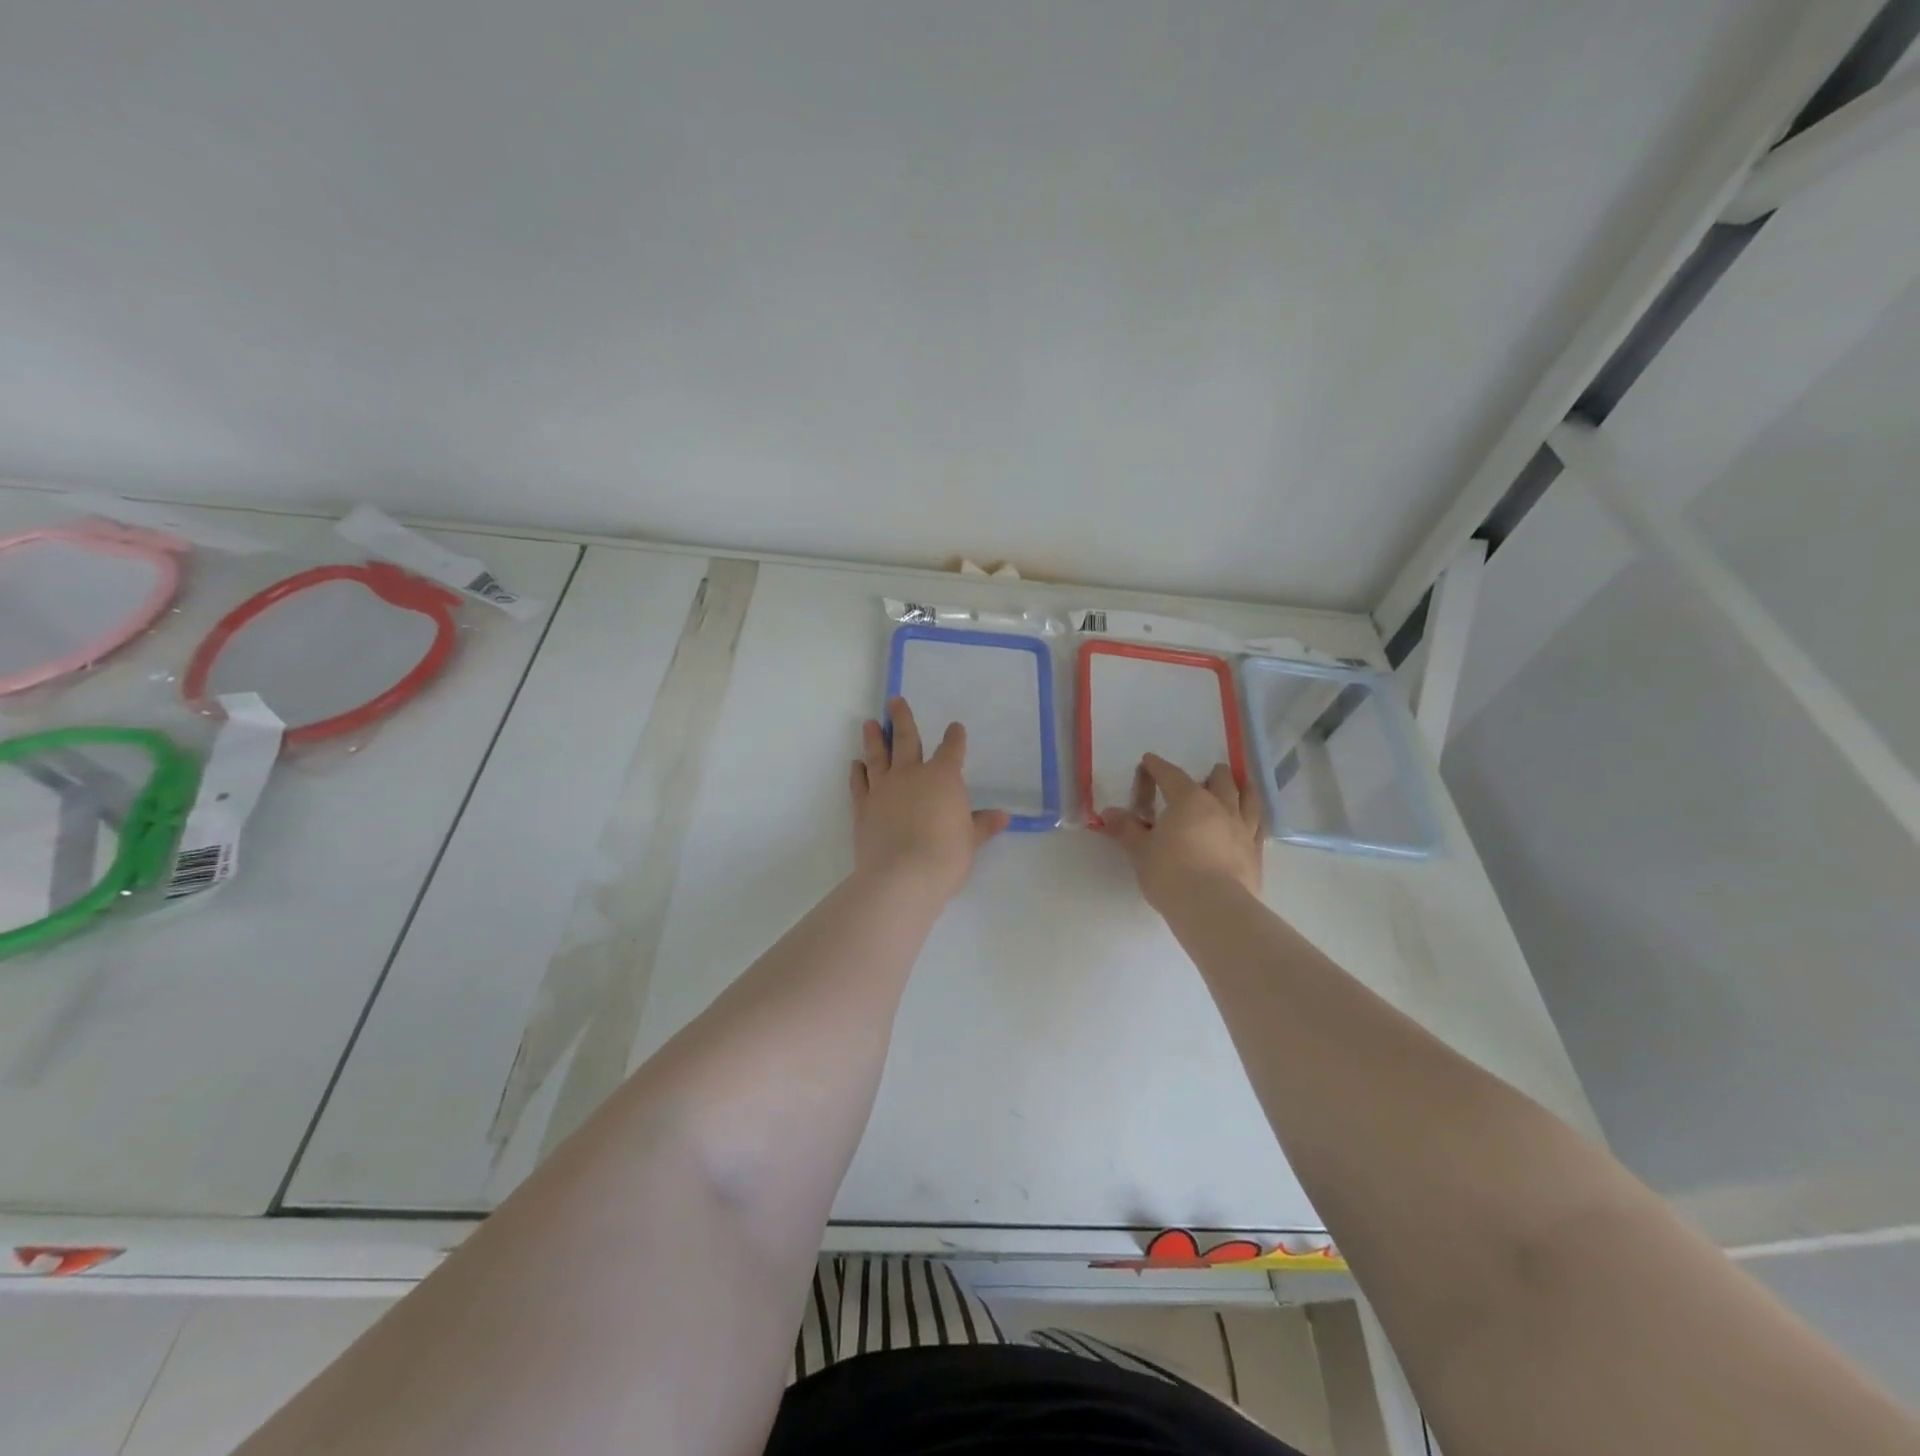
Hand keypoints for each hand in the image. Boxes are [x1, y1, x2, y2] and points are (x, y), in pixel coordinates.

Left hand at [851, 698, 1008, 901]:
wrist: (902, 876)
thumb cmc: (945, 856)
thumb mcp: (971, 841)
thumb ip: (983, 825)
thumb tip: (1003, 816)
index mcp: (943, 777)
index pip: (951, 750)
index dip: (954, 738)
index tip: (955, 728)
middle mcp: (911, 774)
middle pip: (906, 739)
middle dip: (901, 718)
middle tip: (894, 701)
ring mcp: (884, 788)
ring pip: (878, 755)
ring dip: (874, 738)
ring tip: (870, 722)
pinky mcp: (863, 807)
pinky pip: (860, 783)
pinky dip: (858, 771)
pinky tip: (856, 763)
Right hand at [1102, 754, 1263, 912]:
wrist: (1213, 908)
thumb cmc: (1170, 873)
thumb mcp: (1140, 851)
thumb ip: (1127, 829)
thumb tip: (1109, 813)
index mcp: (1188, 801)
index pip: (1171, 776)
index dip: (1158, 767)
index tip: (1150, 760)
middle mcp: (1220, 807)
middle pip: (1220, 781)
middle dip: (1212, 774)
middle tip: (1208, 774)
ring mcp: (1242, 829)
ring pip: (1247, 799)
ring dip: (1243, 788)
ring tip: (1243, 783)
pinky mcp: (1256, 853)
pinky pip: (1259, 828)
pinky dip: (1256, 819)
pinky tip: (1255, 821)